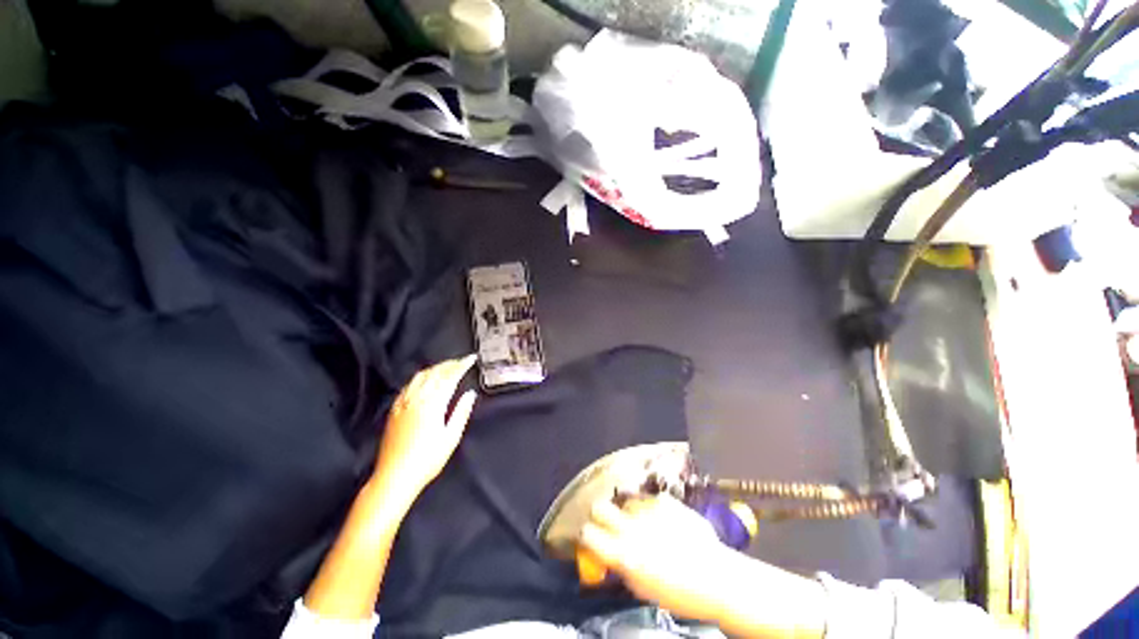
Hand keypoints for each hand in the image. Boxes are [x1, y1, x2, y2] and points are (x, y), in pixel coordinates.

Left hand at [372, 355, 477, 506]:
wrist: (394, 477)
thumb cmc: (427, 459)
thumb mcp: (451, 437)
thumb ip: (461, 412)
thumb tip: (470, 394)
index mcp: (433, 403)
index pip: (450, 377)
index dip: (462, 365)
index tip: (472, 358)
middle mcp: (417, 398)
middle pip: (435, 373)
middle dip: (450, 364)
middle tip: (462, 361)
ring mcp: (403, 403)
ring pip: (420, 376)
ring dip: (435, 368)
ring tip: (446, 367)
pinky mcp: (394, 410)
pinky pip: (408, 385)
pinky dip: (420, 377)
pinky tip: (424, 380)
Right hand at [579, 494, 733, 621]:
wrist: (716, 577)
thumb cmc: (679, 592)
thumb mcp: (641, 588)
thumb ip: (620, 566)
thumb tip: (607, 554)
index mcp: (623, 553)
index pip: (587, 533)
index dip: (586, 536)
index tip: (591, 540)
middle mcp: (631, 526)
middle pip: (599, 507)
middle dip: (600, 515)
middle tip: (611, 525)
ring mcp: (648, 509)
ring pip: (625, 501)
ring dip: (629, 511)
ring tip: (643, 524)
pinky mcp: (665, 500)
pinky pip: (649, 499)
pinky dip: (651, 508)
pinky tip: (663, 520)